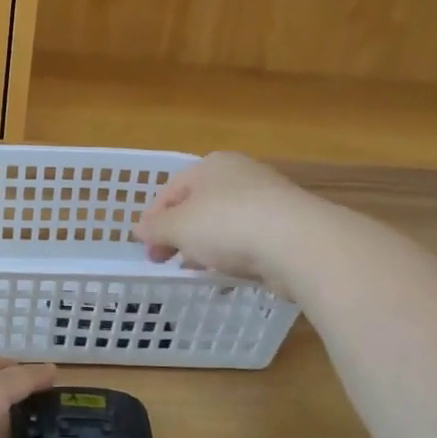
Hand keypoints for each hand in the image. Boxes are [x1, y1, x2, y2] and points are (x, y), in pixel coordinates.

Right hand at [135, 151, 301, 286]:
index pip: (171, 190)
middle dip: (179, 233)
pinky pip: (249, 239)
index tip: (144, 246)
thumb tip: (138, 229)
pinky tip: (228, 272)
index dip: (153, 219)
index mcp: (212, 165)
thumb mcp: (178, 227)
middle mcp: (241, 175)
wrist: (298, 244)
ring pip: (224, 223)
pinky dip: (234, 254)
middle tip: (165, 260)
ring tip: (196, 269)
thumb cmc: (227, 224)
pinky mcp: (287, 226)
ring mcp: (268, 199)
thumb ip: (155, 228)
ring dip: (205, 245)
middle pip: (198, 205)